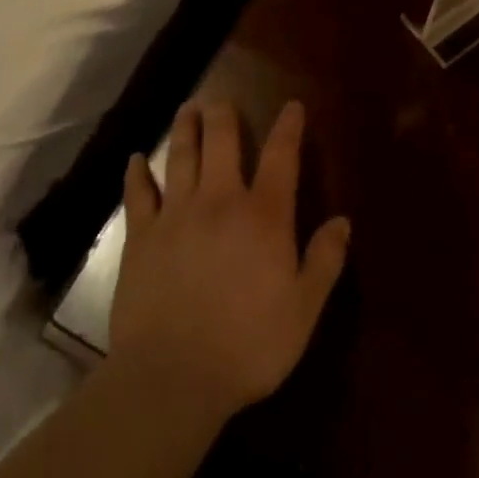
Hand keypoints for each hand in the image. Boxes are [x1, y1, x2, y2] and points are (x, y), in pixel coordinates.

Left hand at [110, 100, 350, 428]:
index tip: (291, 106)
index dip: (288, 127)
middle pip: (223, 142)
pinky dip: (136, 174)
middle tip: (222, 100)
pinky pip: (138, 195)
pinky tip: (135, 160)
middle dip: (224, 115)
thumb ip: (324, 261)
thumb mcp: (303, 310)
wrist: (173, 376)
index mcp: (264, 215)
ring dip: (186, 129)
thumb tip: (344, 221)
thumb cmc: (248, 345)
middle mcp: (220, 200)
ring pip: (182, 156)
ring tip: (188, 110)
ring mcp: (177, 215)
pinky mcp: (142, 237)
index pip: (281, 156)